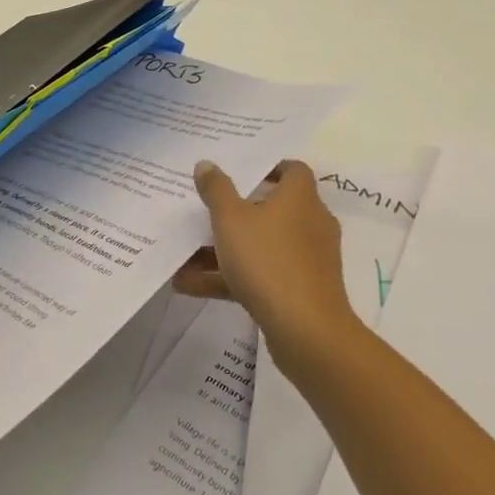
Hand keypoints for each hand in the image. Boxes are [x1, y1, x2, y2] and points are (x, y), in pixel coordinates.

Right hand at [173, 159, 360, 366]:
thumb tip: (207, 164)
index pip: (292, 170)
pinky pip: (261, 275)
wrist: (306, 330)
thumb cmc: (268, 260)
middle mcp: (310, 223)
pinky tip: (189, 286)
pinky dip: (229, 277)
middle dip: (236, 211)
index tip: (238, 172)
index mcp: (300, 198)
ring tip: (184, 254)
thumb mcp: (230, 220)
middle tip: (205, 209)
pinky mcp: (299, 290)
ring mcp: (306, 259)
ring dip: (224, 250)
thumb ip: (216, 190)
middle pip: (272, 208)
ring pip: (261, 246)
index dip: (267, 167)